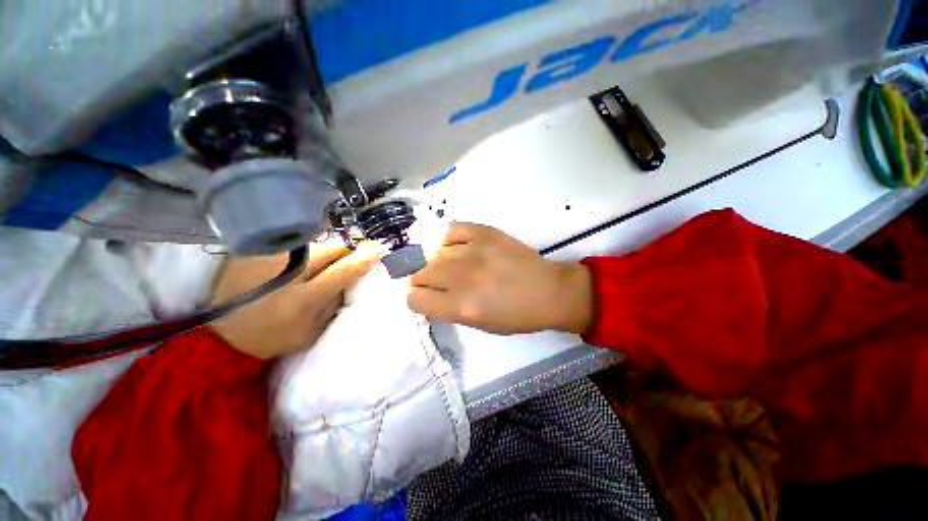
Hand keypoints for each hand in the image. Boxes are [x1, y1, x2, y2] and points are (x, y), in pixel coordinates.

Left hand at [208, 239, 383, 358]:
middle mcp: (291, 271)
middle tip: (357, 254)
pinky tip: (308, 257)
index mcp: (304, 298)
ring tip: (333, 257)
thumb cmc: (263, 334)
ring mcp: (273, 255)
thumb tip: (349, 286)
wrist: (211, 323)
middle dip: (350, 249)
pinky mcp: (261, 248)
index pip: (345, 270)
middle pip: (333, 249)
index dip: (365, 258)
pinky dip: (311, 247)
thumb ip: (330, 311)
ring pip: (316, 243)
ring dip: (331, 249)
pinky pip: (298, 242)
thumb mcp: (304, 336)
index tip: (380, 249)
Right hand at [408, 223, 592, 334]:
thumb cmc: (516, 316)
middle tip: (436, 282)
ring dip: (435, 262)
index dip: (417, 299)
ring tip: (449, 265)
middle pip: (420, 274)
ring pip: (433, 253)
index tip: (425, 297)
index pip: (415, 299)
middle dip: (423, 280)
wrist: (548, 290)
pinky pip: (451, 230)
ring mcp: (473, 250)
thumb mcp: (479, 325)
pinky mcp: (484, 233)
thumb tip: (428, 295)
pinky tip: (455, 247)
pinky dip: (448, 240)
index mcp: (462, 307)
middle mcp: (463, 278)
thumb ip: (449, 309)